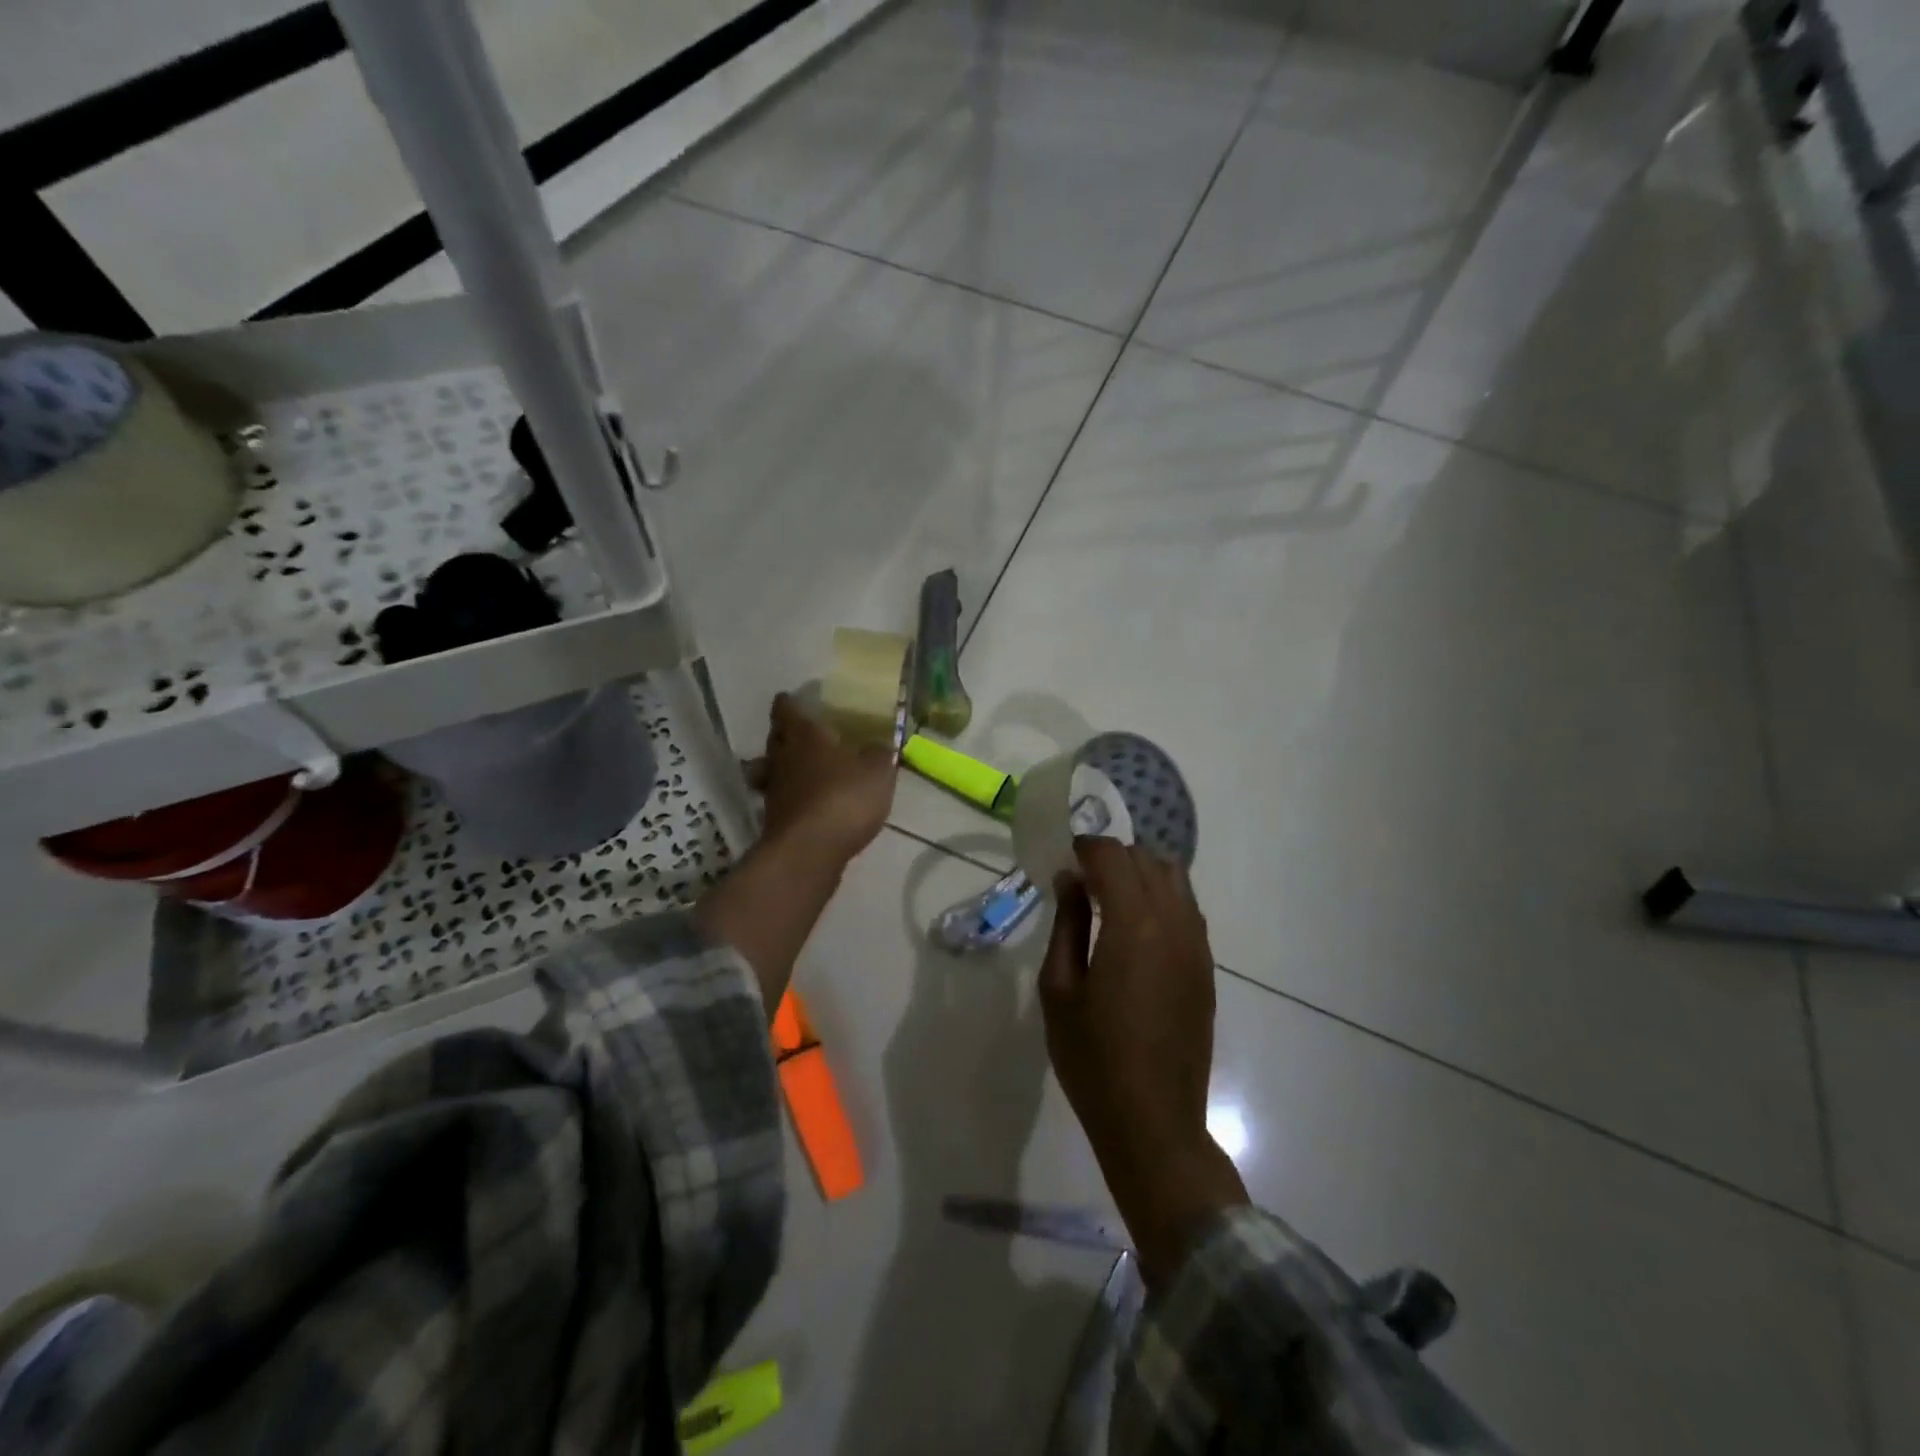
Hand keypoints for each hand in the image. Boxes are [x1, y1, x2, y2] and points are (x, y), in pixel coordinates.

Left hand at [747, 692, 896, 867]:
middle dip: (785, 734)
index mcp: (804, 736)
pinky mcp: (774, 821)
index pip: (787, 710)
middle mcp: (782, 758)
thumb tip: (879, 744)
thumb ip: (878, 753)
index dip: (789, 703)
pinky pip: (781, 799)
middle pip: (776, 738)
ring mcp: (774, 791)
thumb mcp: (877, 771)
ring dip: (783, 767)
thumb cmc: (844, 798)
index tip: (792, 699)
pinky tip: (808, 804)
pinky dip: (791, 798)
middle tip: (802, 733)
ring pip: (772, 769)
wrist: (809, 851)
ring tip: (802, 770)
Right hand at [1039, 838, 1246, 1283]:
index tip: (1062, 860)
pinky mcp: (1206, 966)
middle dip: (1111, 857)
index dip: (1084, 848)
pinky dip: (1160, 898)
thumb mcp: (1059, 989)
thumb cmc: (1092, 1058)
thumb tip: (1070, 879)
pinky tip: (1135, 928)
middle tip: (1079, 880)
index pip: (1112, 856)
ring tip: (1108, 900)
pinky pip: (1187, 908)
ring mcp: (1196, 944)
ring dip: (1140, 874)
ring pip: (1174, 878)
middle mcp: (1173, 923)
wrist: (1153, 1121)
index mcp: (1133, 925)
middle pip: (1146, 859)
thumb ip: (1066, 924)